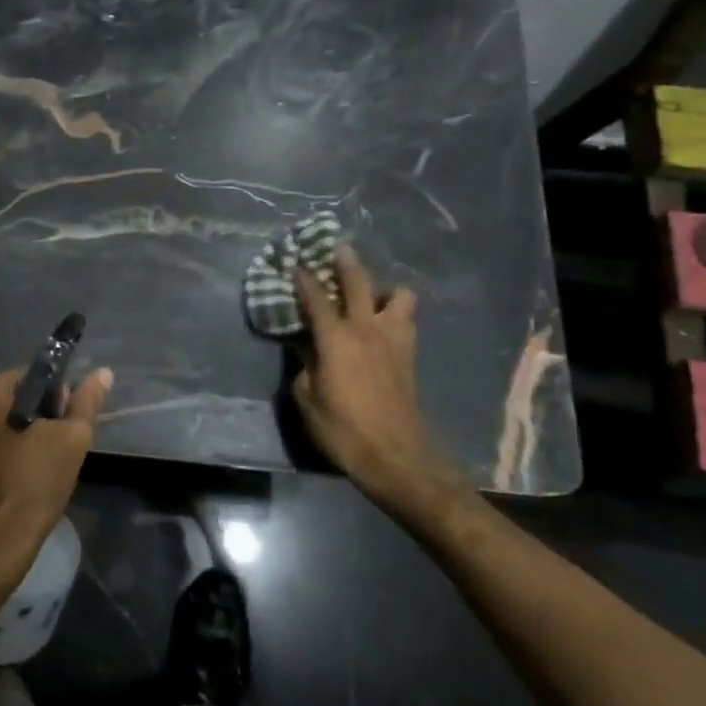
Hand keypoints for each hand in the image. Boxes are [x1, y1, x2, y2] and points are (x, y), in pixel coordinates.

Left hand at [0, 366, 114, 573]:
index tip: (69, 424)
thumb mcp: (72, 438)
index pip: (36, 376)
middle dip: (44, 416)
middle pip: (20, 397)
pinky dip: (13, 450)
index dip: (60, 397)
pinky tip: (28, 473)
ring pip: (8, 421)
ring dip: (30, 434)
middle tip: (61, 445)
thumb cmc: (35, 482)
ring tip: (47, 462)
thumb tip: (102, 372)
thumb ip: (86, 401)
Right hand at [292, 245, 450, 511]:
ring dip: (384, 289)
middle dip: (346, 262)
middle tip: (338, 248)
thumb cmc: (343, 430)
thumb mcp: (307, 400)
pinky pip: (406, 320)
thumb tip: (306, 351)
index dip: (304, 279)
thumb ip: (303, 367)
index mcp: (337, 339)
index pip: (317, 298)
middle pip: (360, 283)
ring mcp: (394, 340)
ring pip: (399, 296)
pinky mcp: (410, 356)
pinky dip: (396, 313)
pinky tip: (385, 323)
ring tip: (371, 296)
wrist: (397, 457)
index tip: (295, 264)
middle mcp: (367, 329)